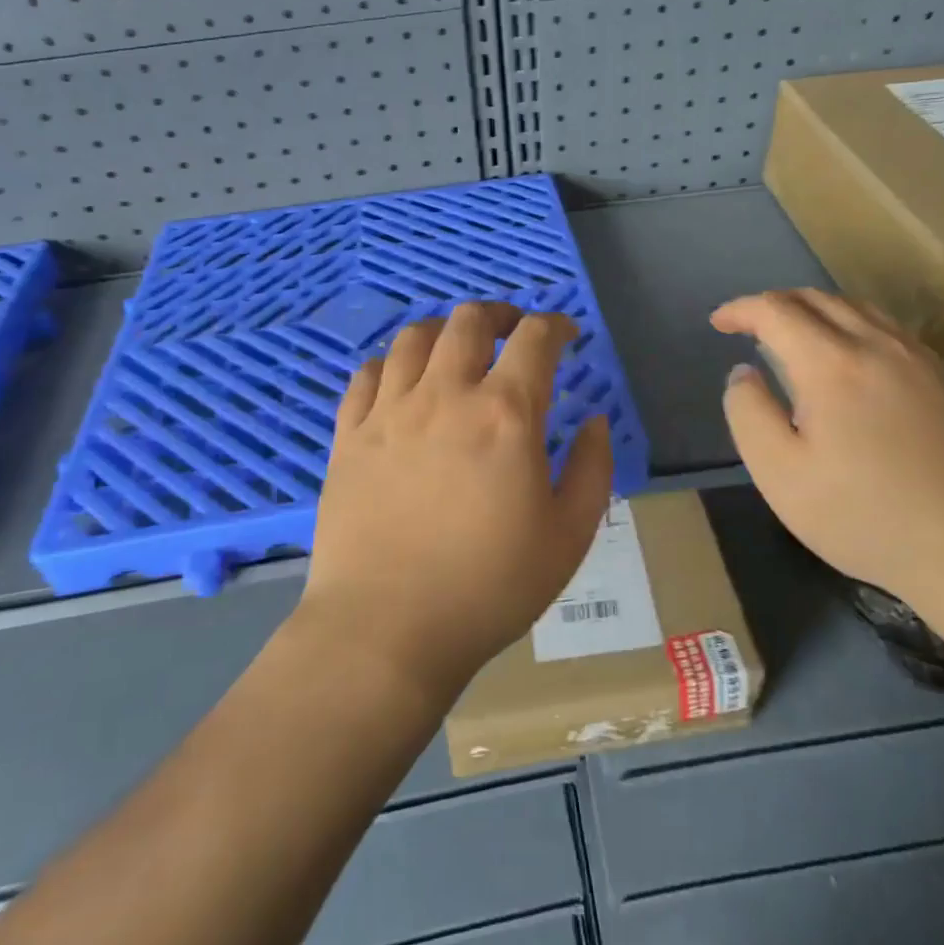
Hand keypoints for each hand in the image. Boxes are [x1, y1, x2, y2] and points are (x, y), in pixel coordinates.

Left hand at [302, 303, 614, 699]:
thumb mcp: (568, 536)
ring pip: (414, 338)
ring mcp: (389, 411)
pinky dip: (391, 364)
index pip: (536, 339)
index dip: (557, 325)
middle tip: (513, 332)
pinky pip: (367, 375)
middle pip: (469, 321)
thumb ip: (592, 469)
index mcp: (506, 415)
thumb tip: (594, 421)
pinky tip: (402, 382)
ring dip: (444, 331)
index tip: (567, 335)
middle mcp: (445, 395)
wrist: (386, 630)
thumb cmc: (488, 587)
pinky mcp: (348, 435)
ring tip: (456, 350)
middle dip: (500, 314)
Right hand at [712, 289, 943, 605]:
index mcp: (831, 364)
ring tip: (792, 334)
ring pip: (856, 307)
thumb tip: (744, 373)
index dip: (741, 309)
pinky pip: (885, 327)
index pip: (776, 310)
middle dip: (774, 304)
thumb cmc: (862, 515)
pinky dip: (850, 323)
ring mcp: (916, 359)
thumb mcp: (779, 473)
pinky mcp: (942, 379)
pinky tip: (847, 355)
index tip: (718, 323)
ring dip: (813, 309)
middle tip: (748, 326)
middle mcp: (876, 345)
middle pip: (817, 298)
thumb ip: (748, 413)